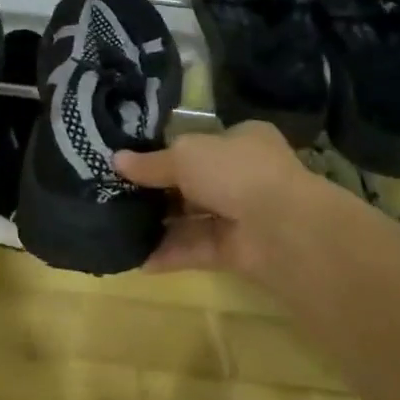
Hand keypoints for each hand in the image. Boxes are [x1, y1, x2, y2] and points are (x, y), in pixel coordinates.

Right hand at [114, 121, 326, 278]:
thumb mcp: (185, 155)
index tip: (132, 162)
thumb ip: (151, 163)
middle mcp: (244, 175)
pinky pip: (196, 249)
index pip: (200, 143)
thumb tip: (116, 160)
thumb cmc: (235, 172)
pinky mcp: (237, 251)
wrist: (283, 229)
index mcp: (242, 140)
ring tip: (119, 227)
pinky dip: (169, 253)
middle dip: (159, 191)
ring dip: (160, 224)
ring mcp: (243, 215)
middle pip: (193, 182)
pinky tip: (136, 258)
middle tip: (117, 195)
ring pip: (193, 218)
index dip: (168, 152)